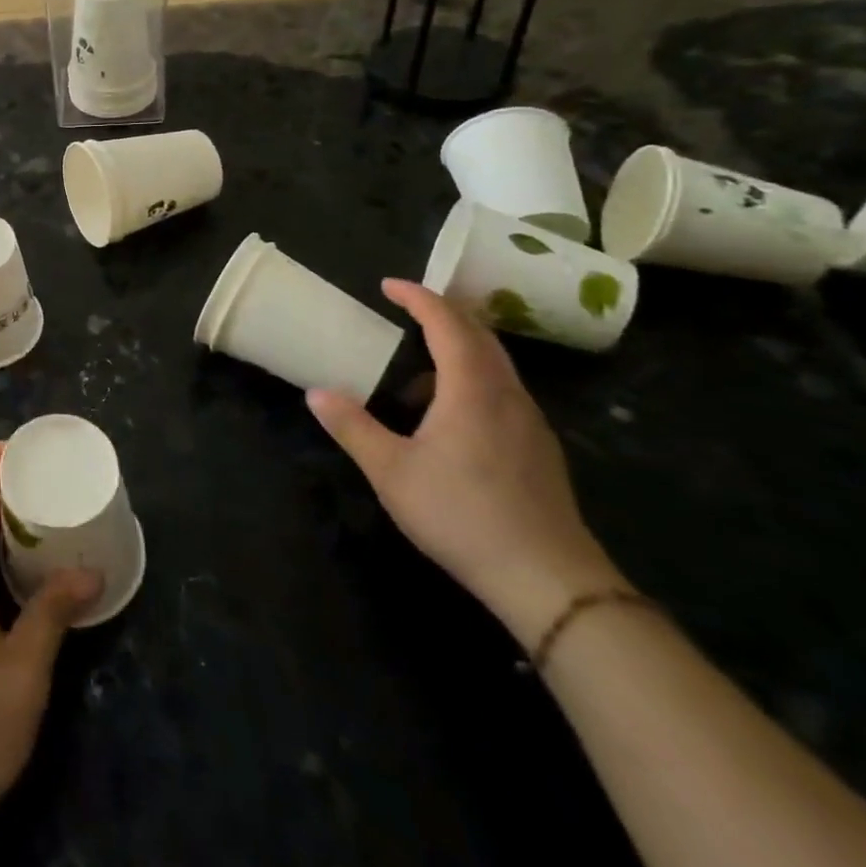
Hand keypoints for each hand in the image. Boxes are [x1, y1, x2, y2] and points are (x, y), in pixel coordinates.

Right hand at [306, 279, 625, 645]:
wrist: (549, 581)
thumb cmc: (461, 515)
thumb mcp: (390, 471)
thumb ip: (352, 427)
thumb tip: (316, 393)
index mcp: (472, 389)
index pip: (447, 323)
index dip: (418, 297)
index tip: (388, 285)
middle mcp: (507, 394)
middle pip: (480, 334)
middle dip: (443, 313)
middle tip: (407, 309)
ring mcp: (530, 421)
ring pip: (496, 363)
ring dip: (460, 347)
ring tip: (419, 365)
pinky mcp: (540, 448)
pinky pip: (504, 389)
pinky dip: (474, 376)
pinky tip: (450, 412)